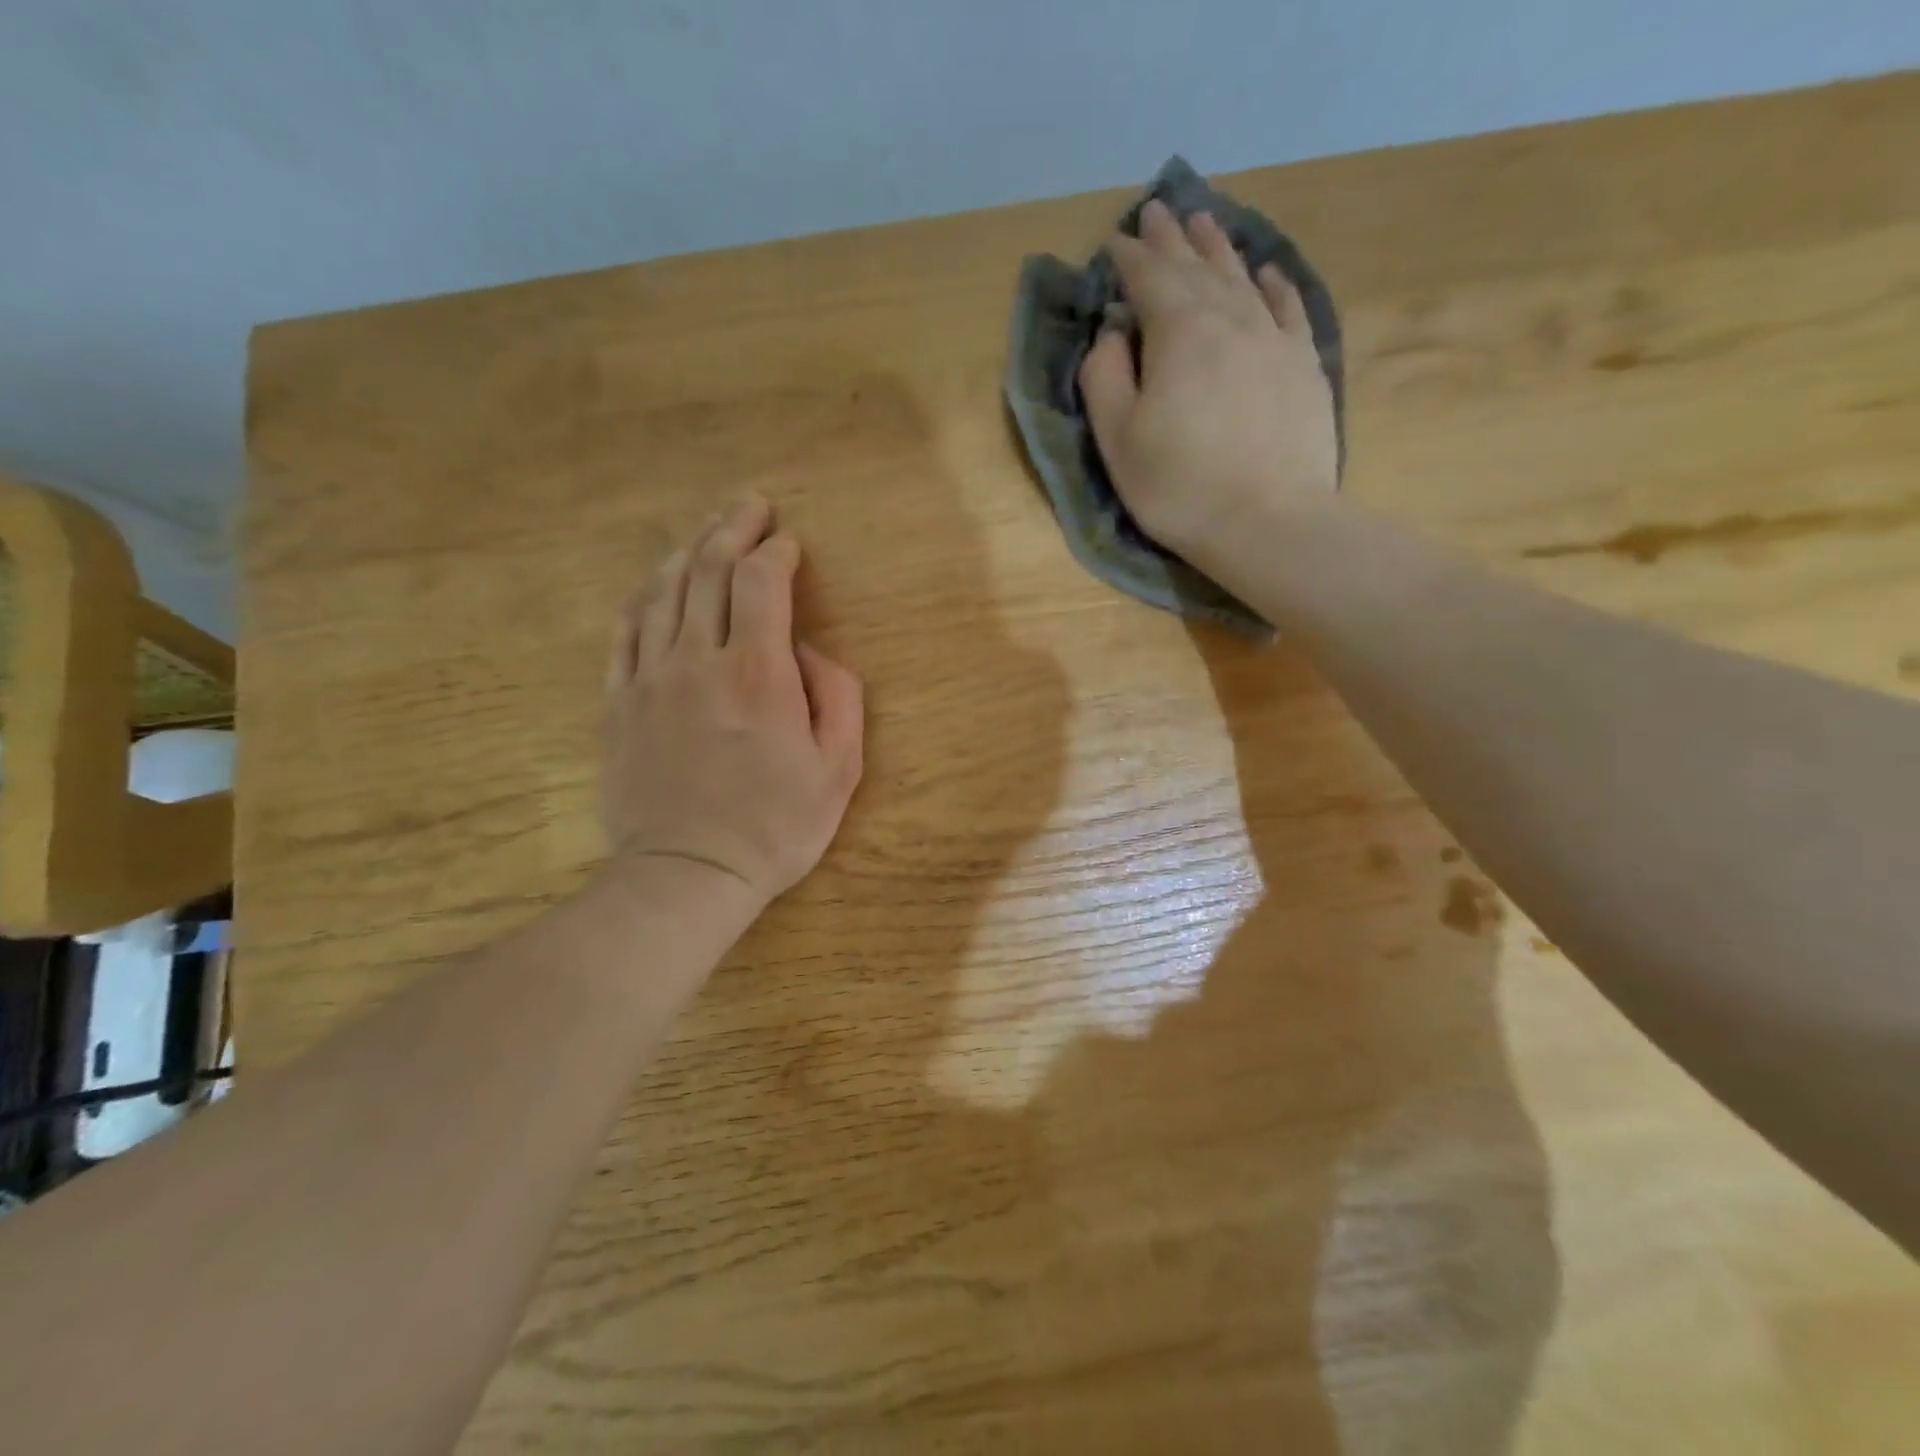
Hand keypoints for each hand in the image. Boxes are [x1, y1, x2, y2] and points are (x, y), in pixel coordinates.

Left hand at [601, 495, 863, 909]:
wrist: (688, 874)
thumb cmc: (776, 826)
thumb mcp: (839, 769)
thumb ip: (838, 697)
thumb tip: (811, 653)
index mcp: (757, 671)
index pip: (760, 582)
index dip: (775, 551)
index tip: (788, 542)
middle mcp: (697, 659)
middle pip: (708, 570)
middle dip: (731, 529)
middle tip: (749, 506)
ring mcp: (649, 678)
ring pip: (663, 591)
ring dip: (688, 552)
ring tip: (707, 533)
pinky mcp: (618, 703)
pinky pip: (625, 631)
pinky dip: (644, 596)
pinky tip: (656, 584)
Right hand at [1078, 199, 1338, 570]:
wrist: (1269, 522)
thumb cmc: (1179, 487)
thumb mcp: (1118, 439)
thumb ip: (1104, 377)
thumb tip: (1112, 332)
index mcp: (1179, 332)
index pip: (1149, 278)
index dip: (1129, 257)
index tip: (1115, 241)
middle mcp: (1230, 318)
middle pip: (1197, 267)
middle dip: (1173, 239)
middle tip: (1158, 210)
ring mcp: (1275, 339)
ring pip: (1242, 278)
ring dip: (1220, 249)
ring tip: (1205, 222)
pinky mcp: (1304, 366)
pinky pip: (1288, 308)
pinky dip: (1273, 284)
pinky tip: (1266, 272)